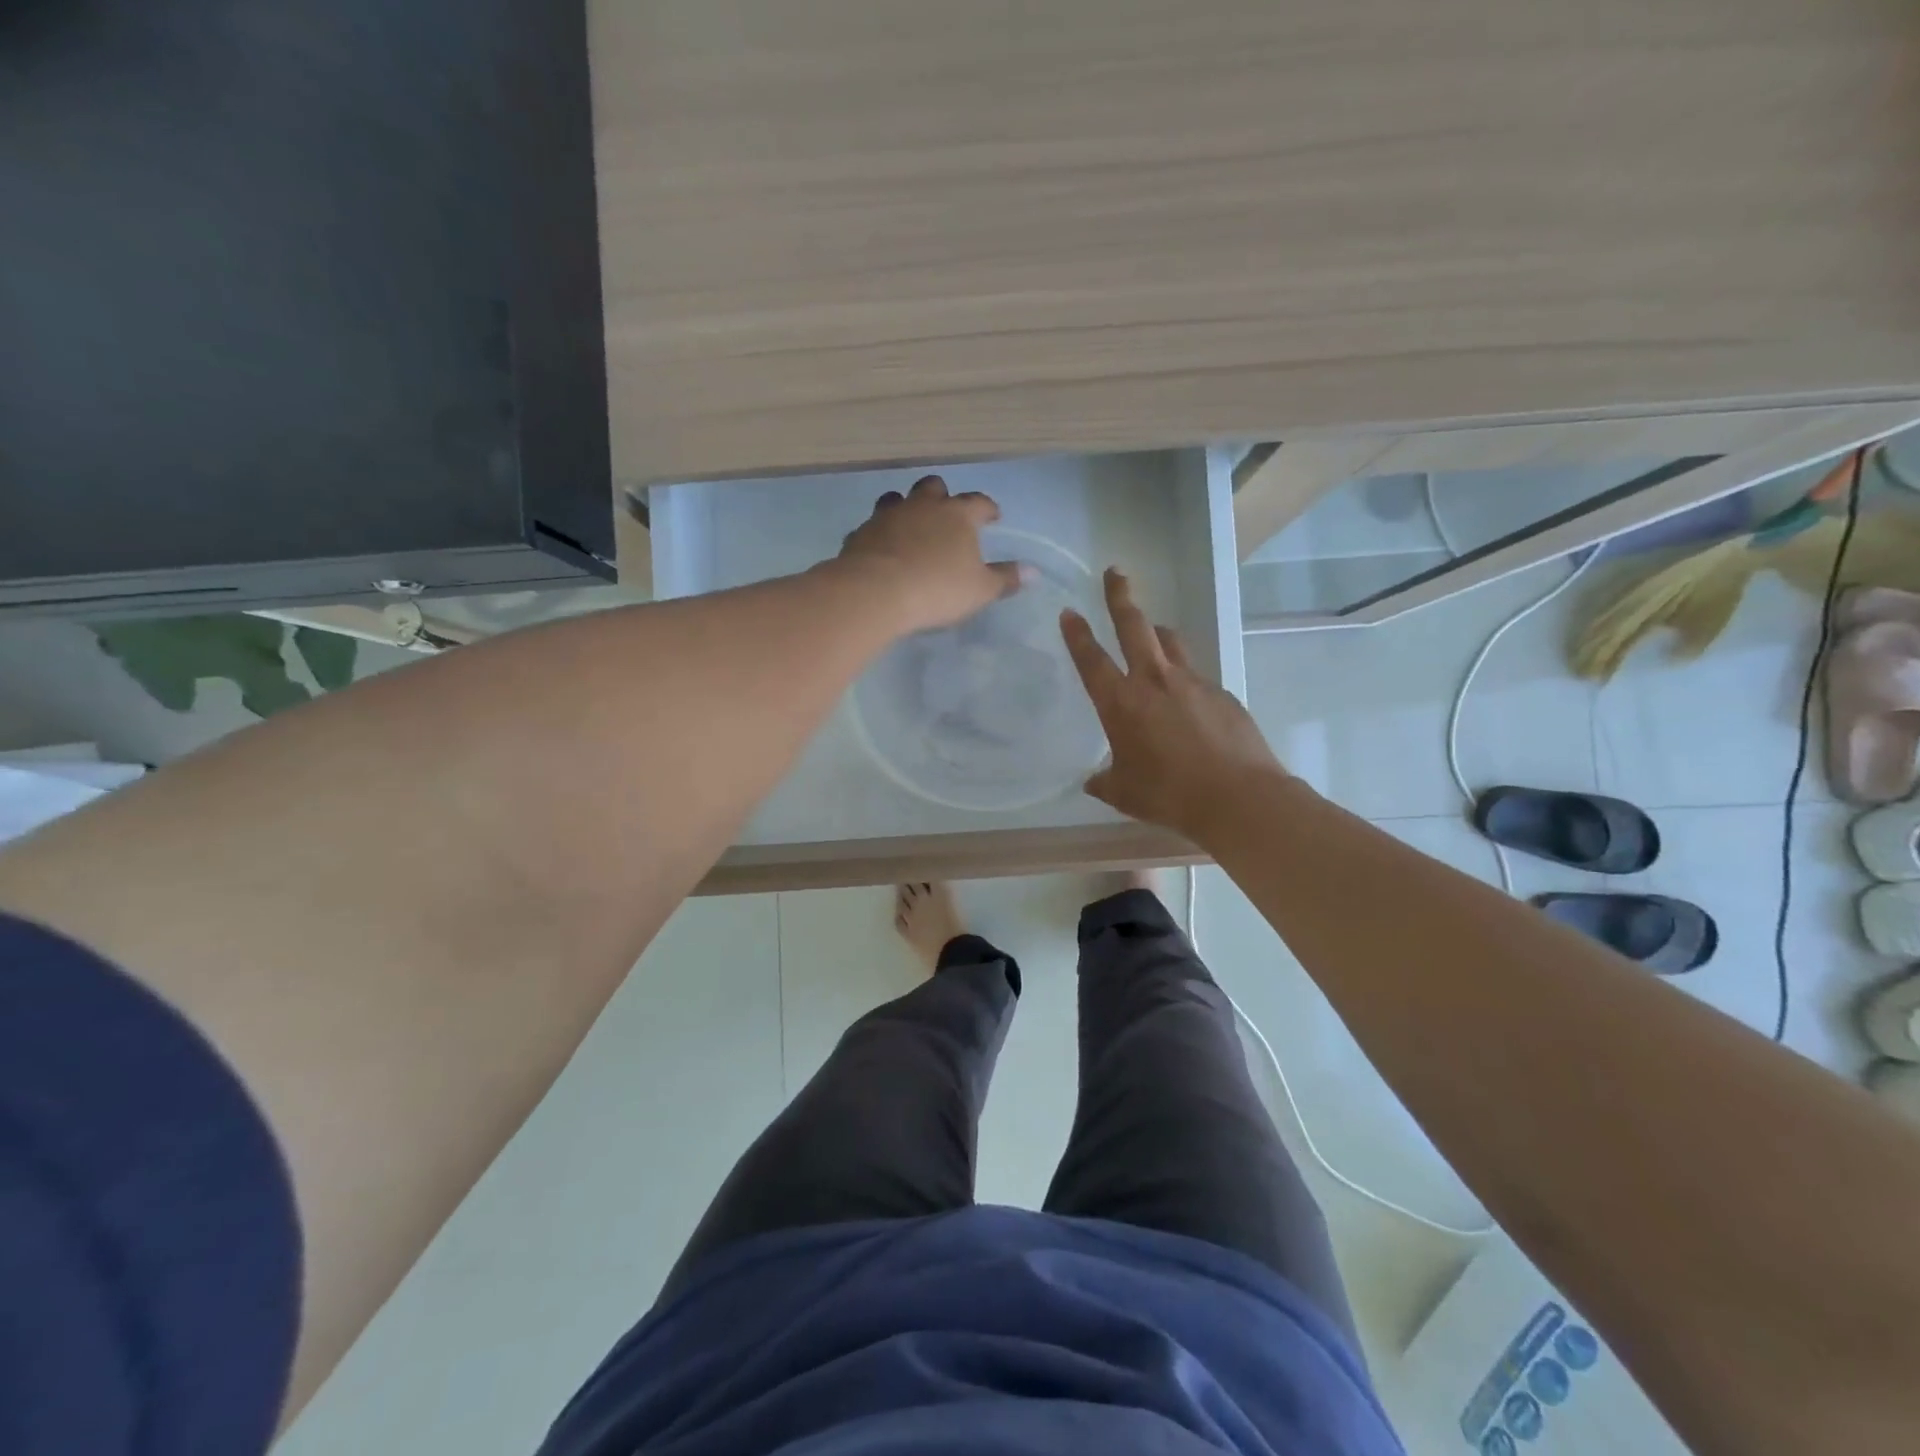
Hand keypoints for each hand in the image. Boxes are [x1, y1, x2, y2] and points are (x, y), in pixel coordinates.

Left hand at [834, 476, 1022, 633]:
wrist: (876, 592)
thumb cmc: (937, 589)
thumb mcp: (980, 590)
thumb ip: (1005, 579)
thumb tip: (1033, 571)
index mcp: (956, 515)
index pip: (978, 502)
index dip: (987, 508)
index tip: (993, 517)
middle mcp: (921, 506)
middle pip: (933, 487)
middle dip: (942, 496)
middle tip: (947, 513)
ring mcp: (887, 516)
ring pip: (896, 499)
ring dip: (905, 508)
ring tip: (910, 525)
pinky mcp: (860, 534)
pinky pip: (872, 527)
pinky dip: (880, 534)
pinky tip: (881, 550)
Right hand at [1061, 568, 1284, 842]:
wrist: (1237, 796)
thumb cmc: (1169, 795)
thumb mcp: (1124, 793)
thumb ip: (1105, 781)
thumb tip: (1093, 780)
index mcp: (1121, 703)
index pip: (1092, 659)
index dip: (1077, 634)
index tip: (1069, 612)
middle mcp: (1154, 681)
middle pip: (1134, 626)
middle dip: (1120, 596)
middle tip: (1115, 573)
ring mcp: (1192, 682)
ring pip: (1170, 642)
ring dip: (1157, 632)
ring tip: (1153, 633)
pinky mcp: (1221, 693)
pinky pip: (1196, 675)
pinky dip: (1185, 678)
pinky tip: (1189, 704)